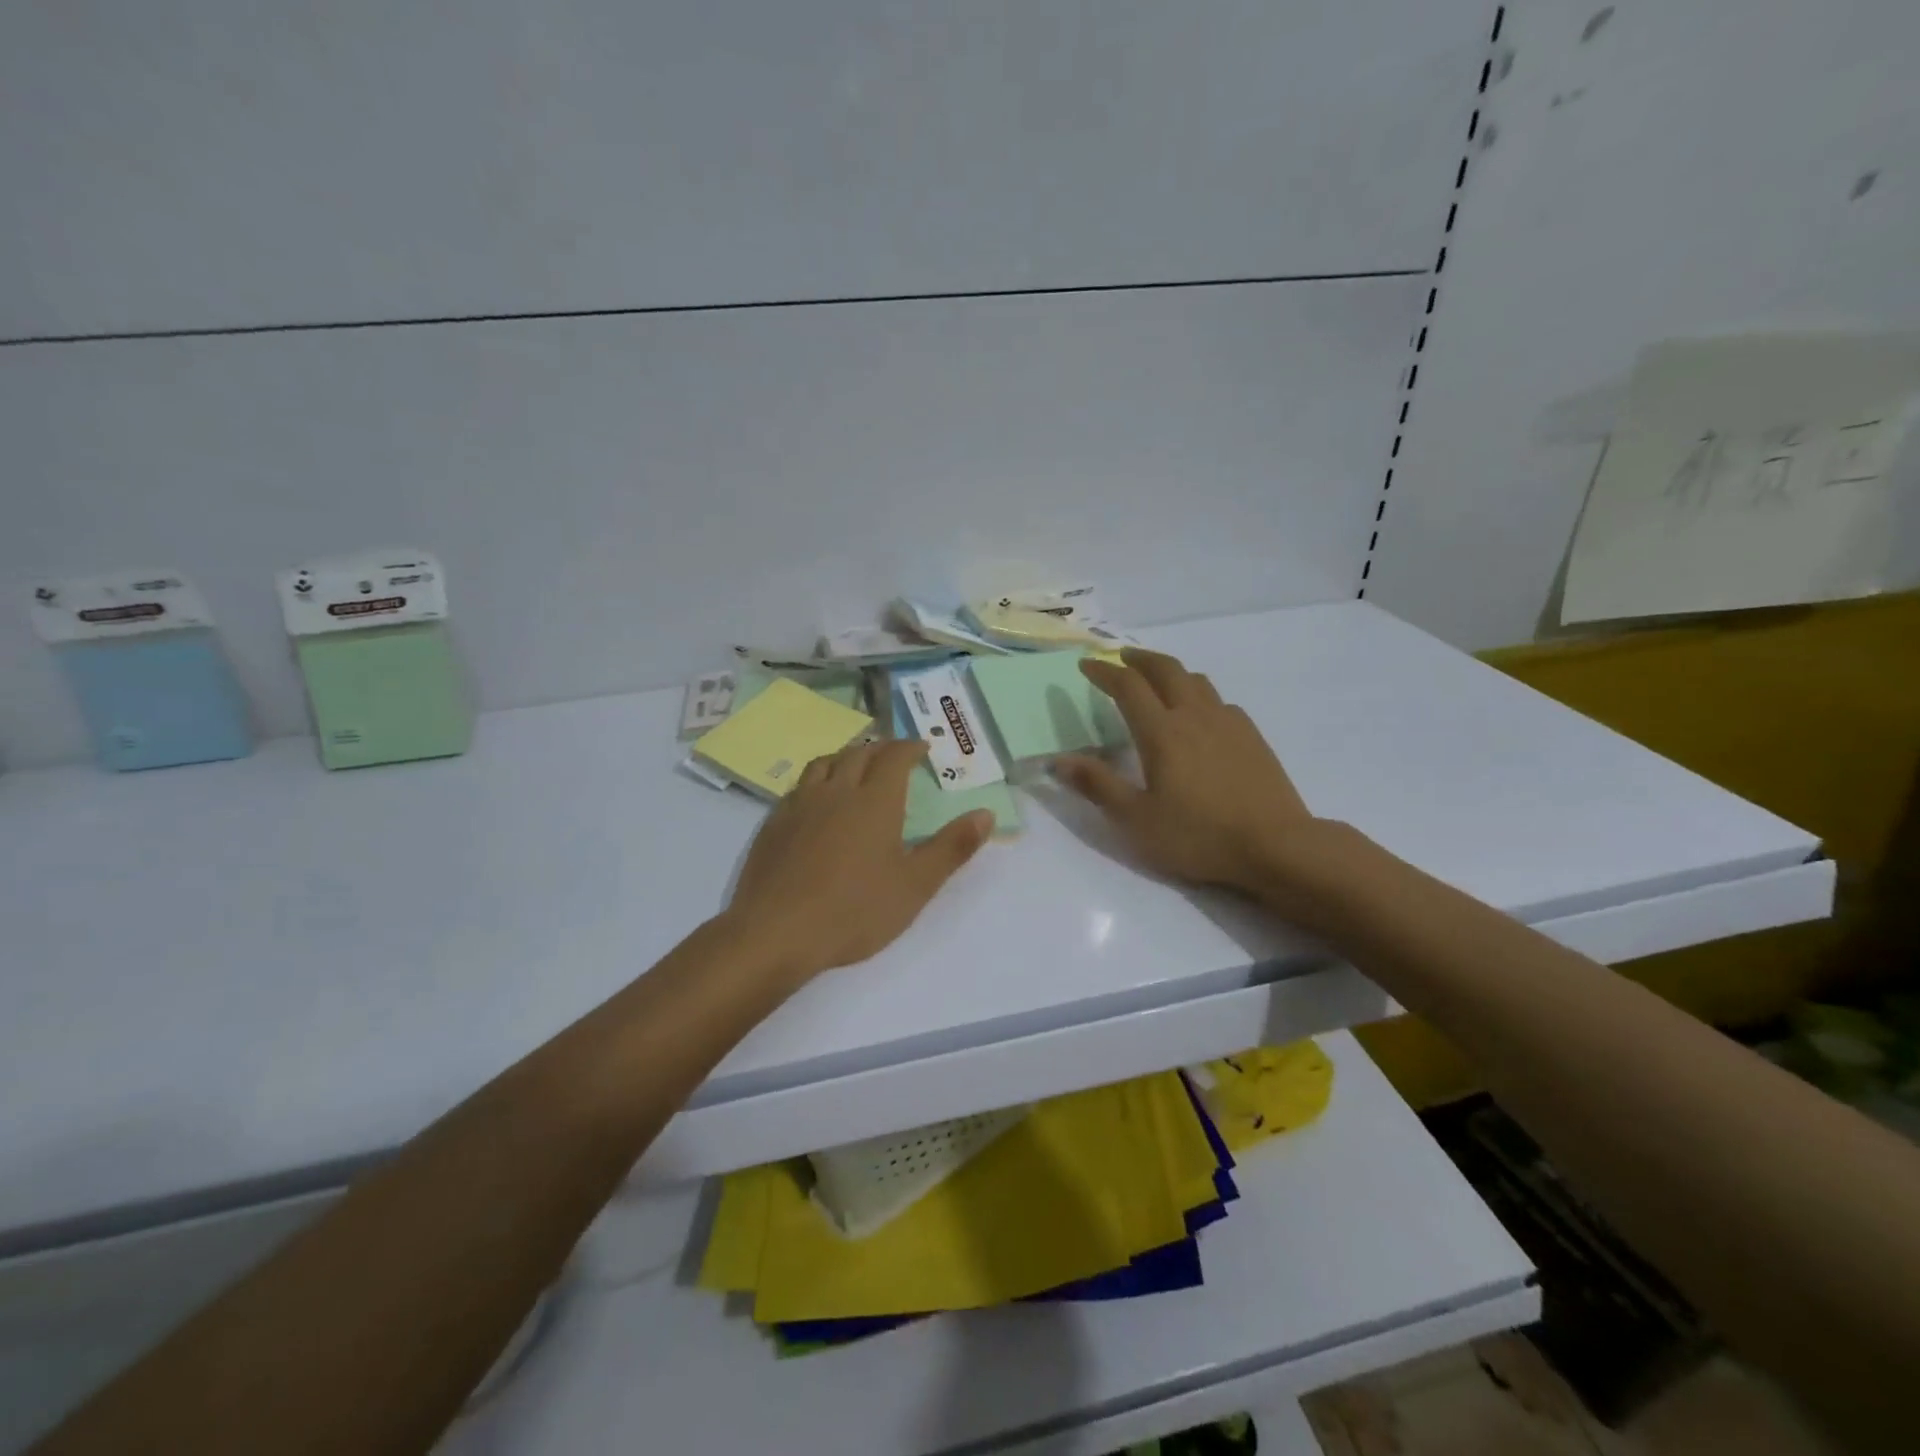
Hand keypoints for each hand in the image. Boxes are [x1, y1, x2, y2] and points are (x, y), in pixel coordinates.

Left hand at [724, 739, 992, 983]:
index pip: (894, 757)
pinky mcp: (773, 823)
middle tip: (893, 752)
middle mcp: (837, 791)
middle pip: (859, 753)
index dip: (910, 747)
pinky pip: (798, 786)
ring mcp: (800, 805)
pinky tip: (816, 799)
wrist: (777, 932)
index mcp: (875, 801)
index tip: (921, 746)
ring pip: (824, 763)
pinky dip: (816, 780)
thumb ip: (952, 848)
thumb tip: (985, 814)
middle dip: (880, 747)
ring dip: (845, 756)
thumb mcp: (915, 885)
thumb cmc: (855, 910)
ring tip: (854, 764)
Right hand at [1054, 648, 1321, 896]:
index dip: (1103, 672)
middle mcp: (1194, 716)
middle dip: (1139, 659)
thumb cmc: (1198, 835)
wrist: (1276, 845)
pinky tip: (1200, 715)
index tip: (1086, 665)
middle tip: (1121, 657)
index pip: (1127, 687)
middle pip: (1165, 669)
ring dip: (1170, 672)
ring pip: (1196, 680)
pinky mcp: (1252, 736)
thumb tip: (1057, 760)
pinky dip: (1199, 695)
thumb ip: (1097, 785)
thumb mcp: (1136, 819)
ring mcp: (1228, 722)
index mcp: (1161, 732)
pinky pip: (1220, 701)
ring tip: (1157, 679)